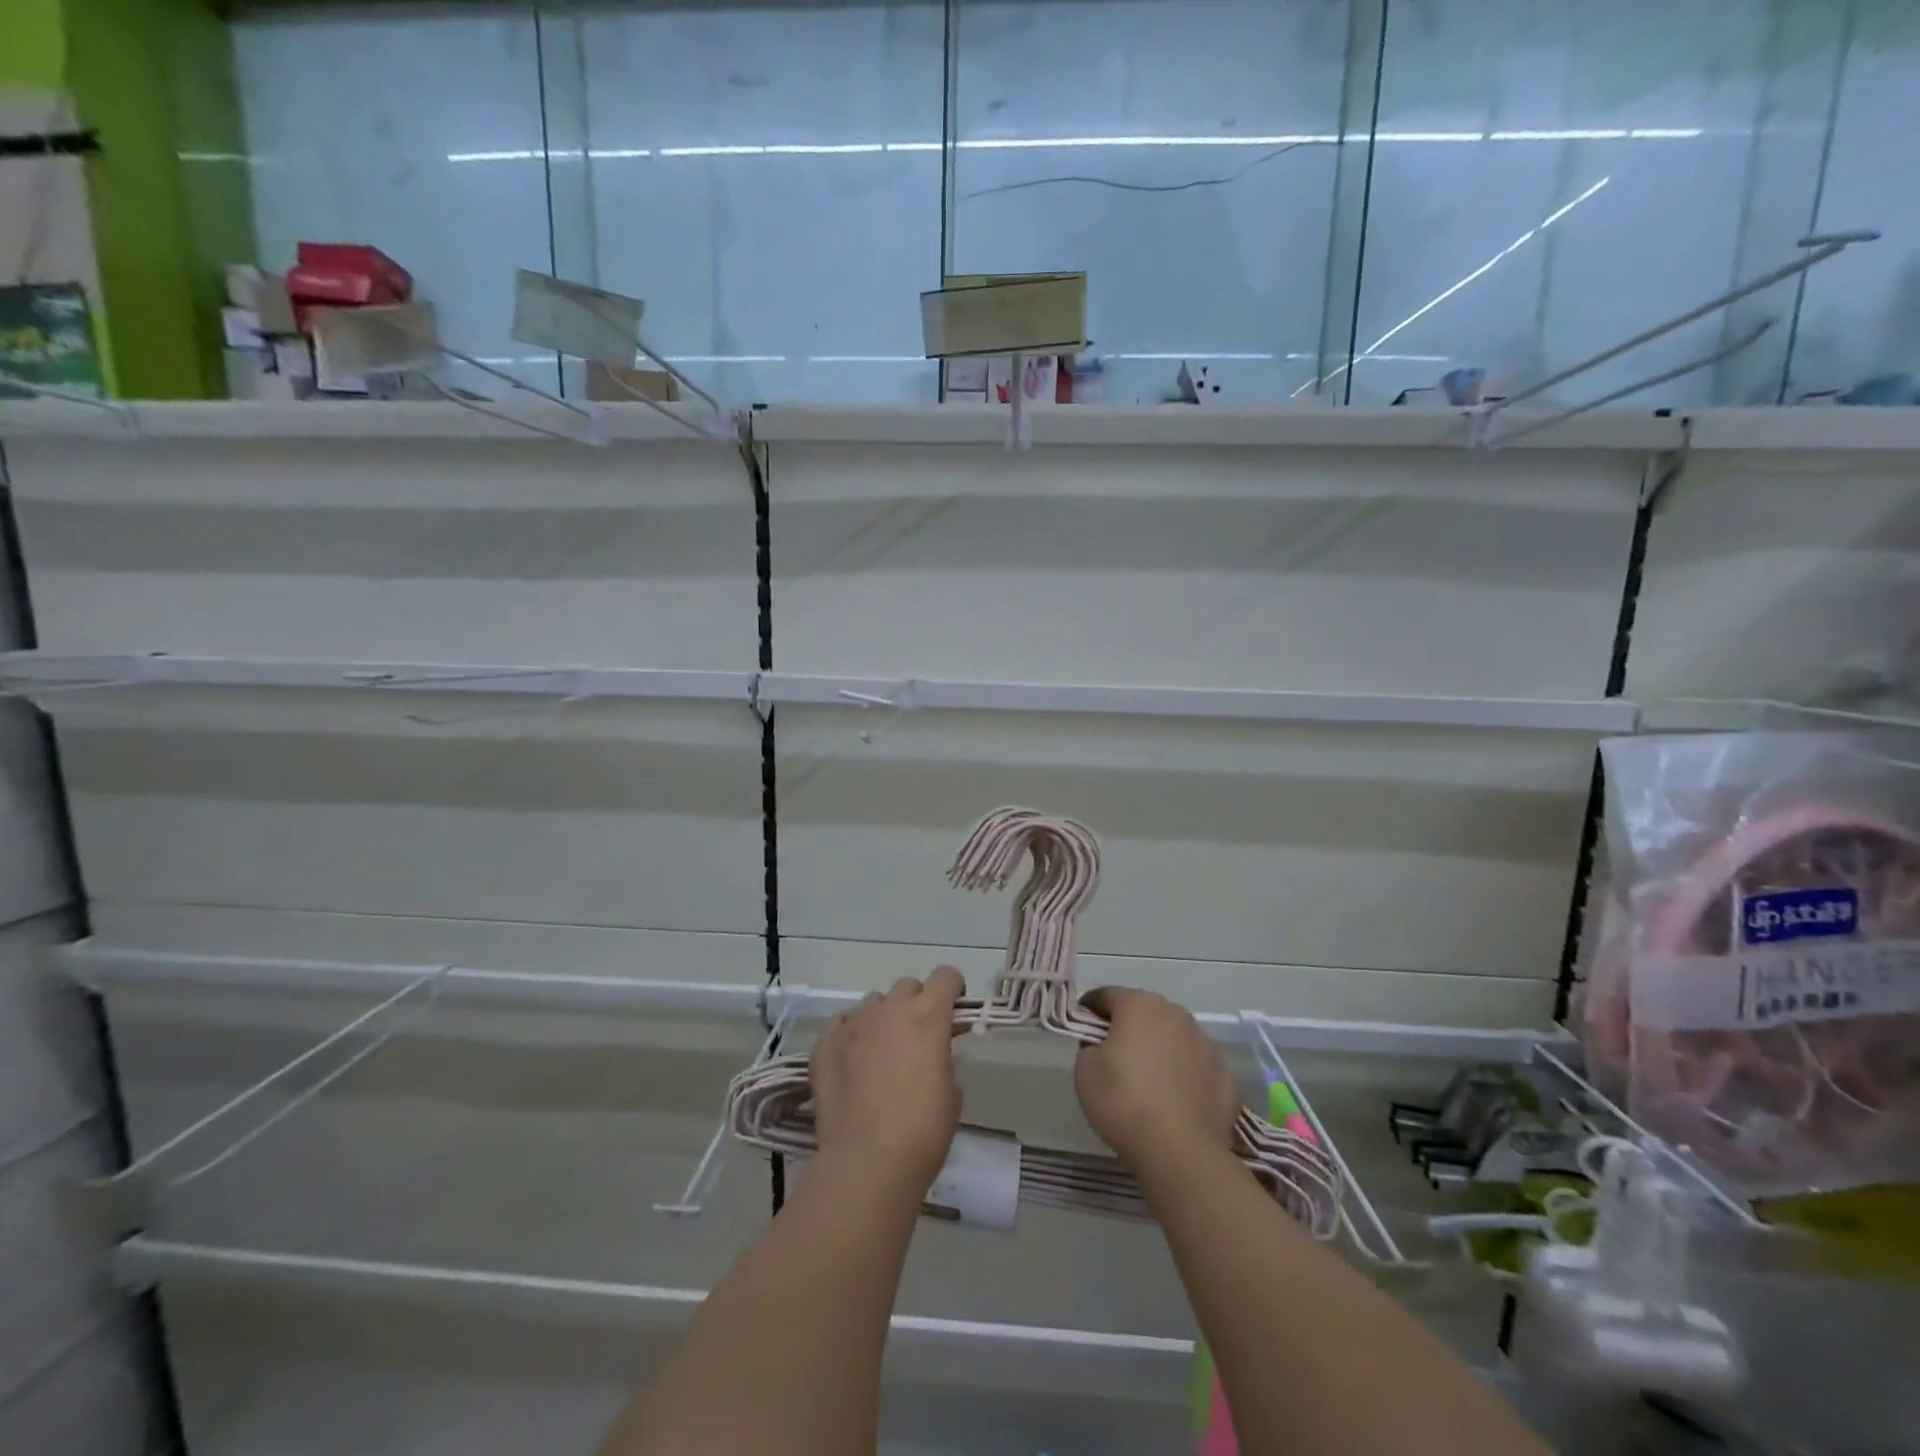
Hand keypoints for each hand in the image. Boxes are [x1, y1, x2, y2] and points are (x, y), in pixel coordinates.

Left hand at [810, 967, 965, 1191]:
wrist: (867, 1162)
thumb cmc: (923, 1130)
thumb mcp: (952, 1091)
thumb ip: (943, 1057)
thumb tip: (931, 1053)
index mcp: (928, 1014)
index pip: (946, 976)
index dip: (953, 990)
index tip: (953, 1011)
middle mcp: (890, 1008)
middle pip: (908, 986)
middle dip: (917, 1003)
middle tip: (918, 1037)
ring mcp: (854, 1023)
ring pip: (873, 1003)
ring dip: (883, 1018)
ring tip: (881, 1053)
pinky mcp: (825, 1043)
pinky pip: (842, 1024)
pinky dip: (852, 1034)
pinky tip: (853, 1061)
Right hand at [1075, 987, 1239, 1171]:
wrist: (1181, 1153)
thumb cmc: (1124, 1102)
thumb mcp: (1084, 1070)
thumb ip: (1090, 1045)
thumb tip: (1103, 1044)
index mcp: (1139, 1005)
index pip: (1107, 995)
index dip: (1091, 1009)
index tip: (1082, 1027)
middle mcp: (1176, 1014)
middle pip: (1145, 1012)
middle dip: (1130, 1026)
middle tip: (1115, 1055)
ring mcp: (1207, 1043)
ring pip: (1176, 1037)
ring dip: (1162, 1048)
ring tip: (1151, 1080)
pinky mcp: (1227, 1075)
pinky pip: (1198, 1067)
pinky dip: (1187, 1075)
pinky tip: (1178, 1100)